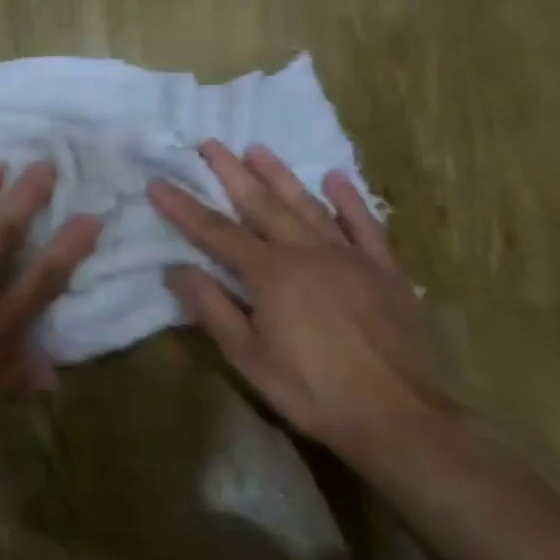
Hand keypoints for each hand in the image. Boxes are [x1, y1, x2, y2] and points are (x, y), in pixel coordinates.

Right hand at [146, 141, 453, 463]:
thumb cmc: (315, 393)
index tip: (158, 182)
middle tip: (209, 143)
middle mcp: (308, 252)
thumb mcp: (250, 360)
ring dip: (281, 175)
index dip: (184, 208)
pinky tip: (336, 178)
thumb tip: (176, 269)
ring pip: (309, 205)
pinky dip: (349, 200)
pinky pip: (365, 224)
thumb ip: (213, 310)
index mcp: (272, 274)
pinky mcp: (384, 269)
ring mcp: (350, 256)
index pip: (216, 233)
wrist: (400, 416)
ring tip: (257, 149)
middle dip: (231, 173)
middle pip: (262, 205)